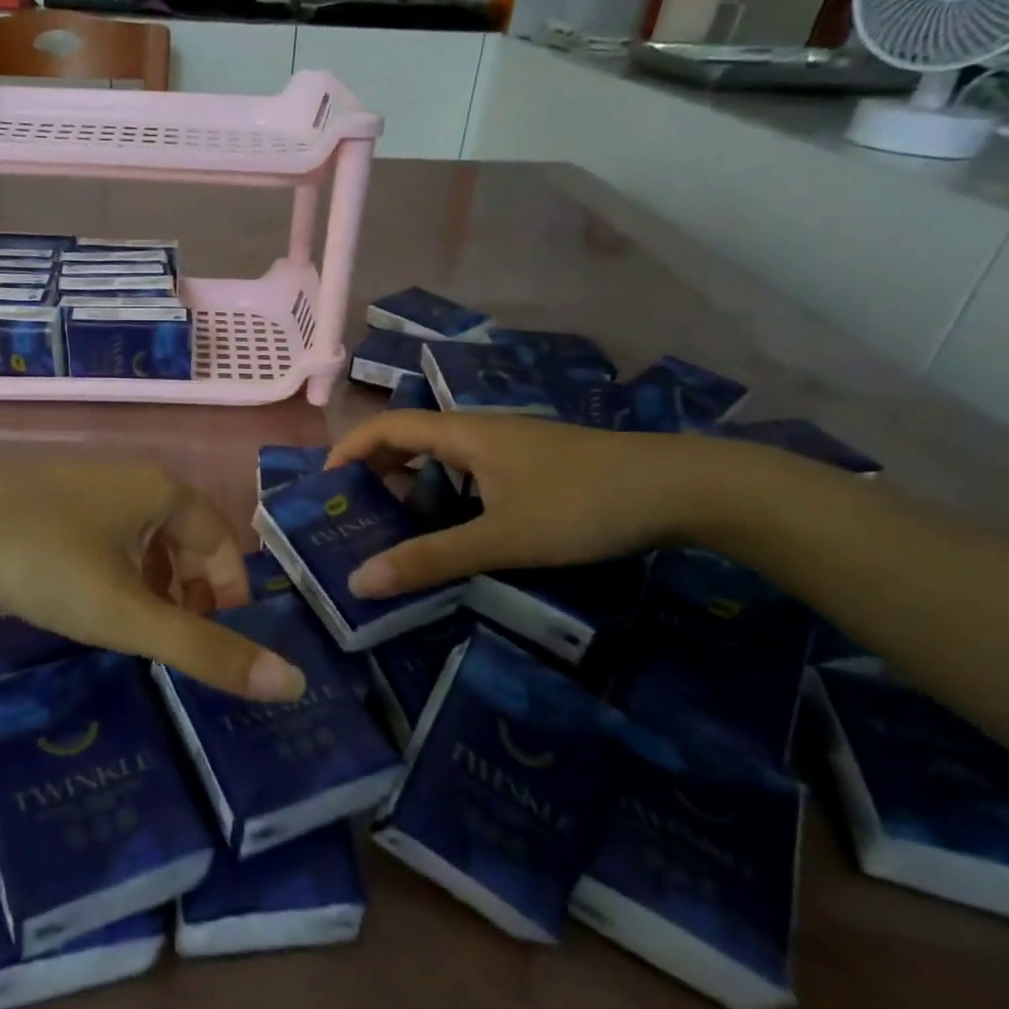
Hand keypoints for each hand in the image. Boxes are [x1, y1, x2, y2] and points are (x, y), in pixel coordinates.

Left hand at [0, 457, 306, 700]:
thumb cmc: (44, 559)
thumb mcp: (126, 615)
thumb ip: (205, 650)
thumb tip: (291, 683)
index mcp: (165, 492)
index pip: (224, 546)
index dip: (231, 598)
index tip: (216, 645)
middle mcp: (135, 477)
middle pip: (187, 540)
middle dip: (192, 593)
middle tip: (177, 642)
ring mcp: (90, 481)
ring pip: (146, 538)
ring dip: (154, 584)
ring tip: (137, 628)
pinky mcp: (53, 494)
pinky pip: (109, 534)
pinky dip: (118, 569)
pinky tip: (90, 598)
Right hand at [325, 412, 728, 597]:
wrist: (683, 488)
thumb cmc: (583, 504)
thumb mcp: (502, 538)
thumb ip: (430, 559)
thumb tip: (359, 581)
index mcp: (464, 433)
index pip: (387, 427)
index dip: (349, 451)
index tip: (324, 488)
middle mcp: (481, 430)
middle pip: (410, 438)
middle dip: (375, 471)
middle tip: (353, 516)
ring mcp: (511, 447)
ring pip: (443, 458)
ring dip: (411, 484)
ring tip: (393, 527)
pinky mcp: (534, 465)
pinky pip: (470, 472)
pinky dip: (445, 494)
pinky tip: (453, 529)